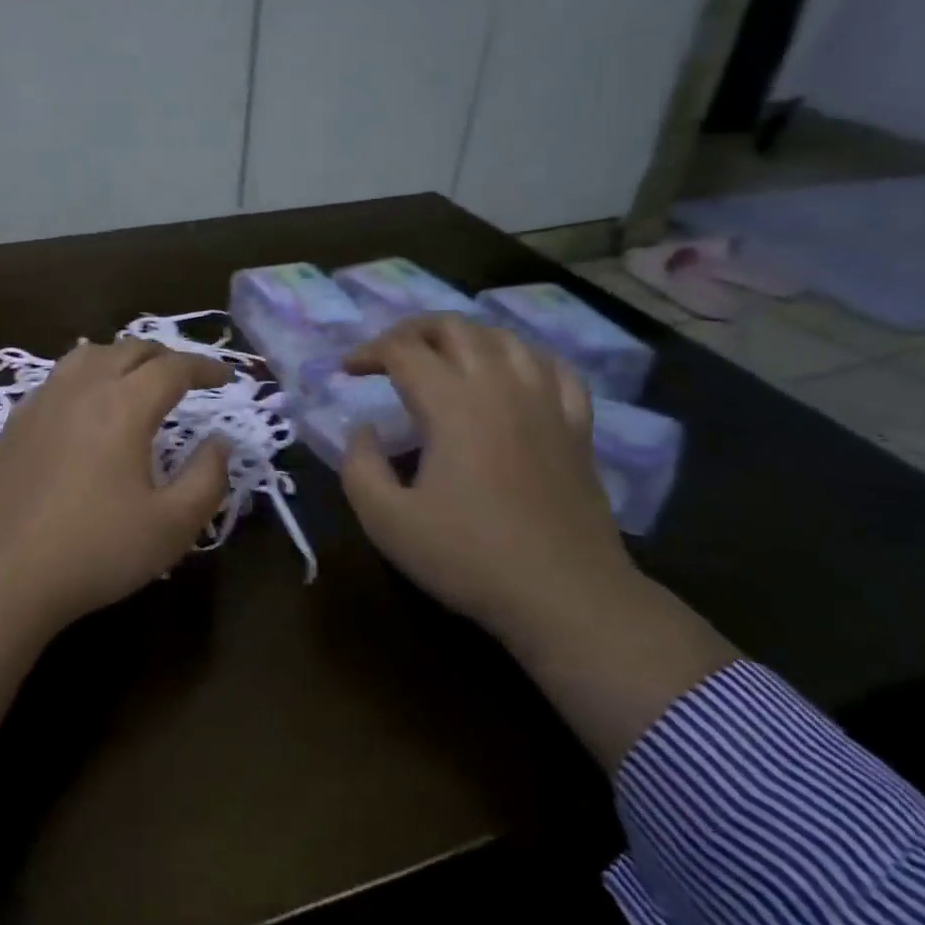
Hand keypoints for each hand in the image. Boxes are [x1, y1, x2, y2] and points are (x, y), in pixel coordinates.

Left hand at [0, 337, 232, 631]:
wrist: (2, 575)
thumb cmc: (96, 550)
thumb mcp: (172, 525)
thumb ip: (207, 478)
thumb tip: (219, 441)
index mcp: (123, 405)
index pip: (172, 368)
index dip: (204, 367)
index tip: (225, 377)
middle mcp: (81, 388)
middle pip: (129, 350)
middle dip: (165, 356)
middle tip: (186, 377)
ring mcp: (42, 402)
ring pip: (88, 355)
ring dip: (122, 358)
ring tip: (137, 380)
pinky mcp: (15, 422)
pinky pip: (58, 378)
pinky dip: (86, 376)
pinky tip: (86, 406)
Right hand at [338, 314, 631, 630]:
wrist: (566, 597)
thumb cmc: (469, 557)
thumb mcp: (387, 520)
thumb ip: (359, 466)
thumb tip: (363, 431)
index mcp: (451, 404)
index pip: (402, 350)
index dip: (368, 351)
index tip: (347, 371)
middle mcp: (500, 387)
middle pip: (454, 328)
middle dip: (411, 330)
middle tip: (388, 354)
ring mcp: (546, 402)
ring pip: (504, 338)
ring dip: (464, 336)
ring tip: (442, 357)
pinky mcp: (577, 426)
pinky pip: (554, 368)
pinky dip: (523, 357)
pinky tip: (512, 373)